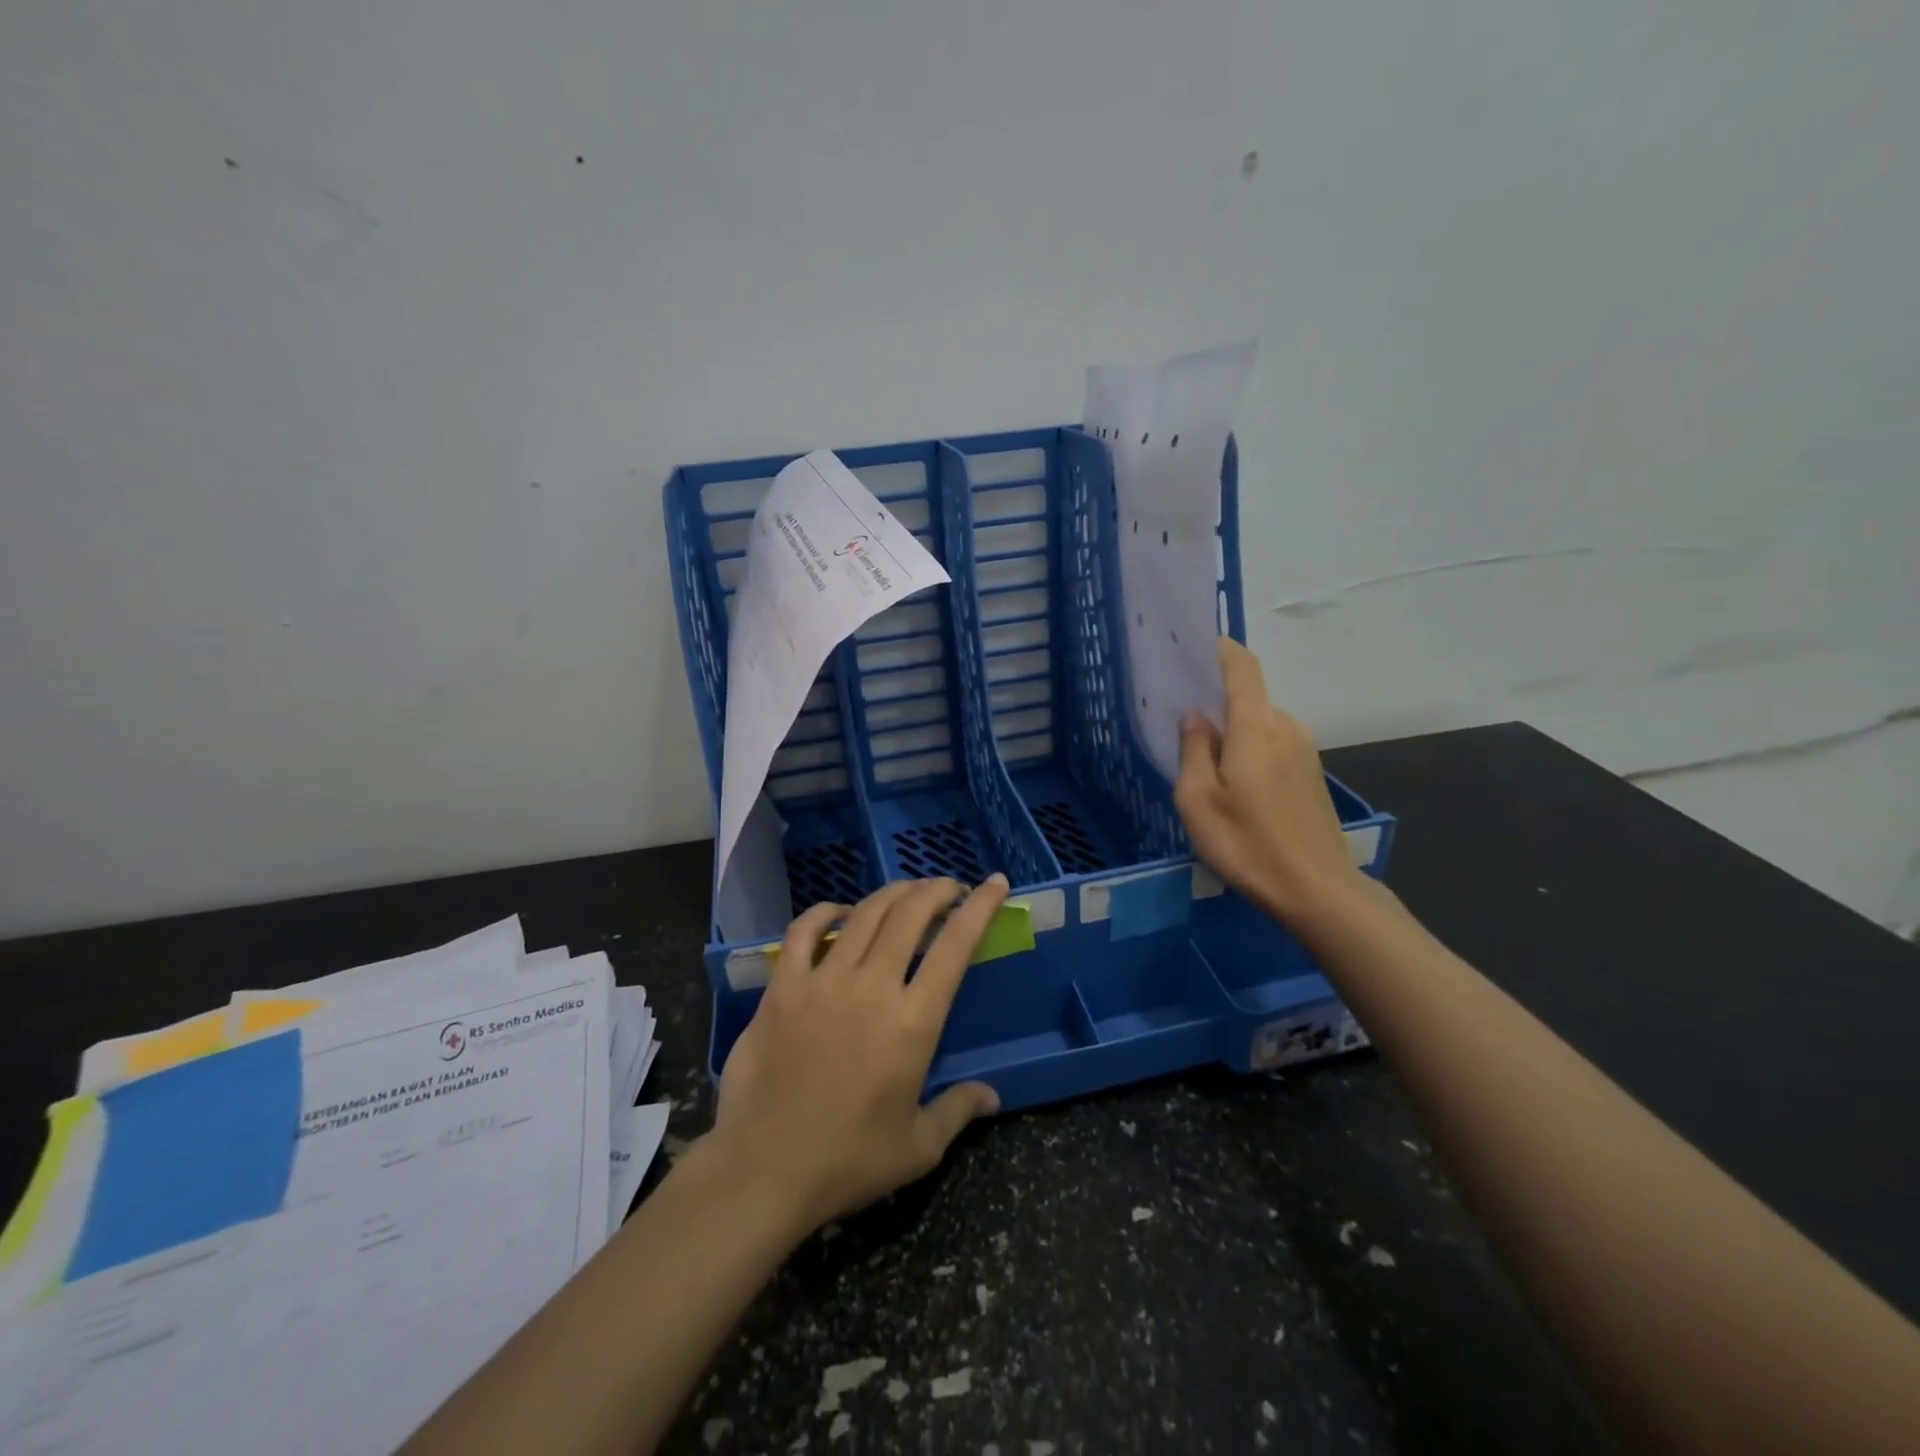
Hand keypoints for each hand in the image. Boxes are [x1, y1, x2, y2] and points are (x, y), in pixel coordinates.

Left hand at [703, 876, 1006, 1233]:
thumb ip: (958, 1110)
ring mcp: (823, 981)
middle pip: (910, 914)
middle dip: (936, 890)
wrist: (762, 1172)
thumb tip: (993, 1096)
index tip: (993, 883)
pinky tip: (840, 912)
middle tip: (949, 889)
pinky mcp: (782, 987)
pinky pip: (804, 930)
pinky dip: (826, 911)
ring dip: (892, 894)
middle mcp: (871, 987)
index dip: (980, 908)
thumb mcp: (917, 1147)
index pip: (955, 946)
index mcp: (912, 1022)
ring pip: (865, 914)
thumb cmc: (847, 1162)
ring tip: (907, 893)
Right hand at [1175, 638, 1366, 930]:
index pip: (1242, 667)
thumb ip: (1193, 749)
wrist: (1318, 891)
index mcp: (1256, 726)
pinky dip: (1249, 751)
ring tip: (1203, 765)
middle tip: (1181, 725)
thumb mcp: (1198, 800)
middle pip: (1248, 697)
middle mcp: (1286, 727)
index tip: (1192, 646)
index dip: (1219, 649)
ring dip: (1232, 733)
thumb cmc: (1248, 844)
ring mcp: (1304, 751)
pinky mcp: (1311, 775)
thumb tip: (1195, 717)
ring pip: (1259, 725)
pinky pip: (1273, 746)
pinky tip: (1234, 788)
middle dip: (1216, 702)